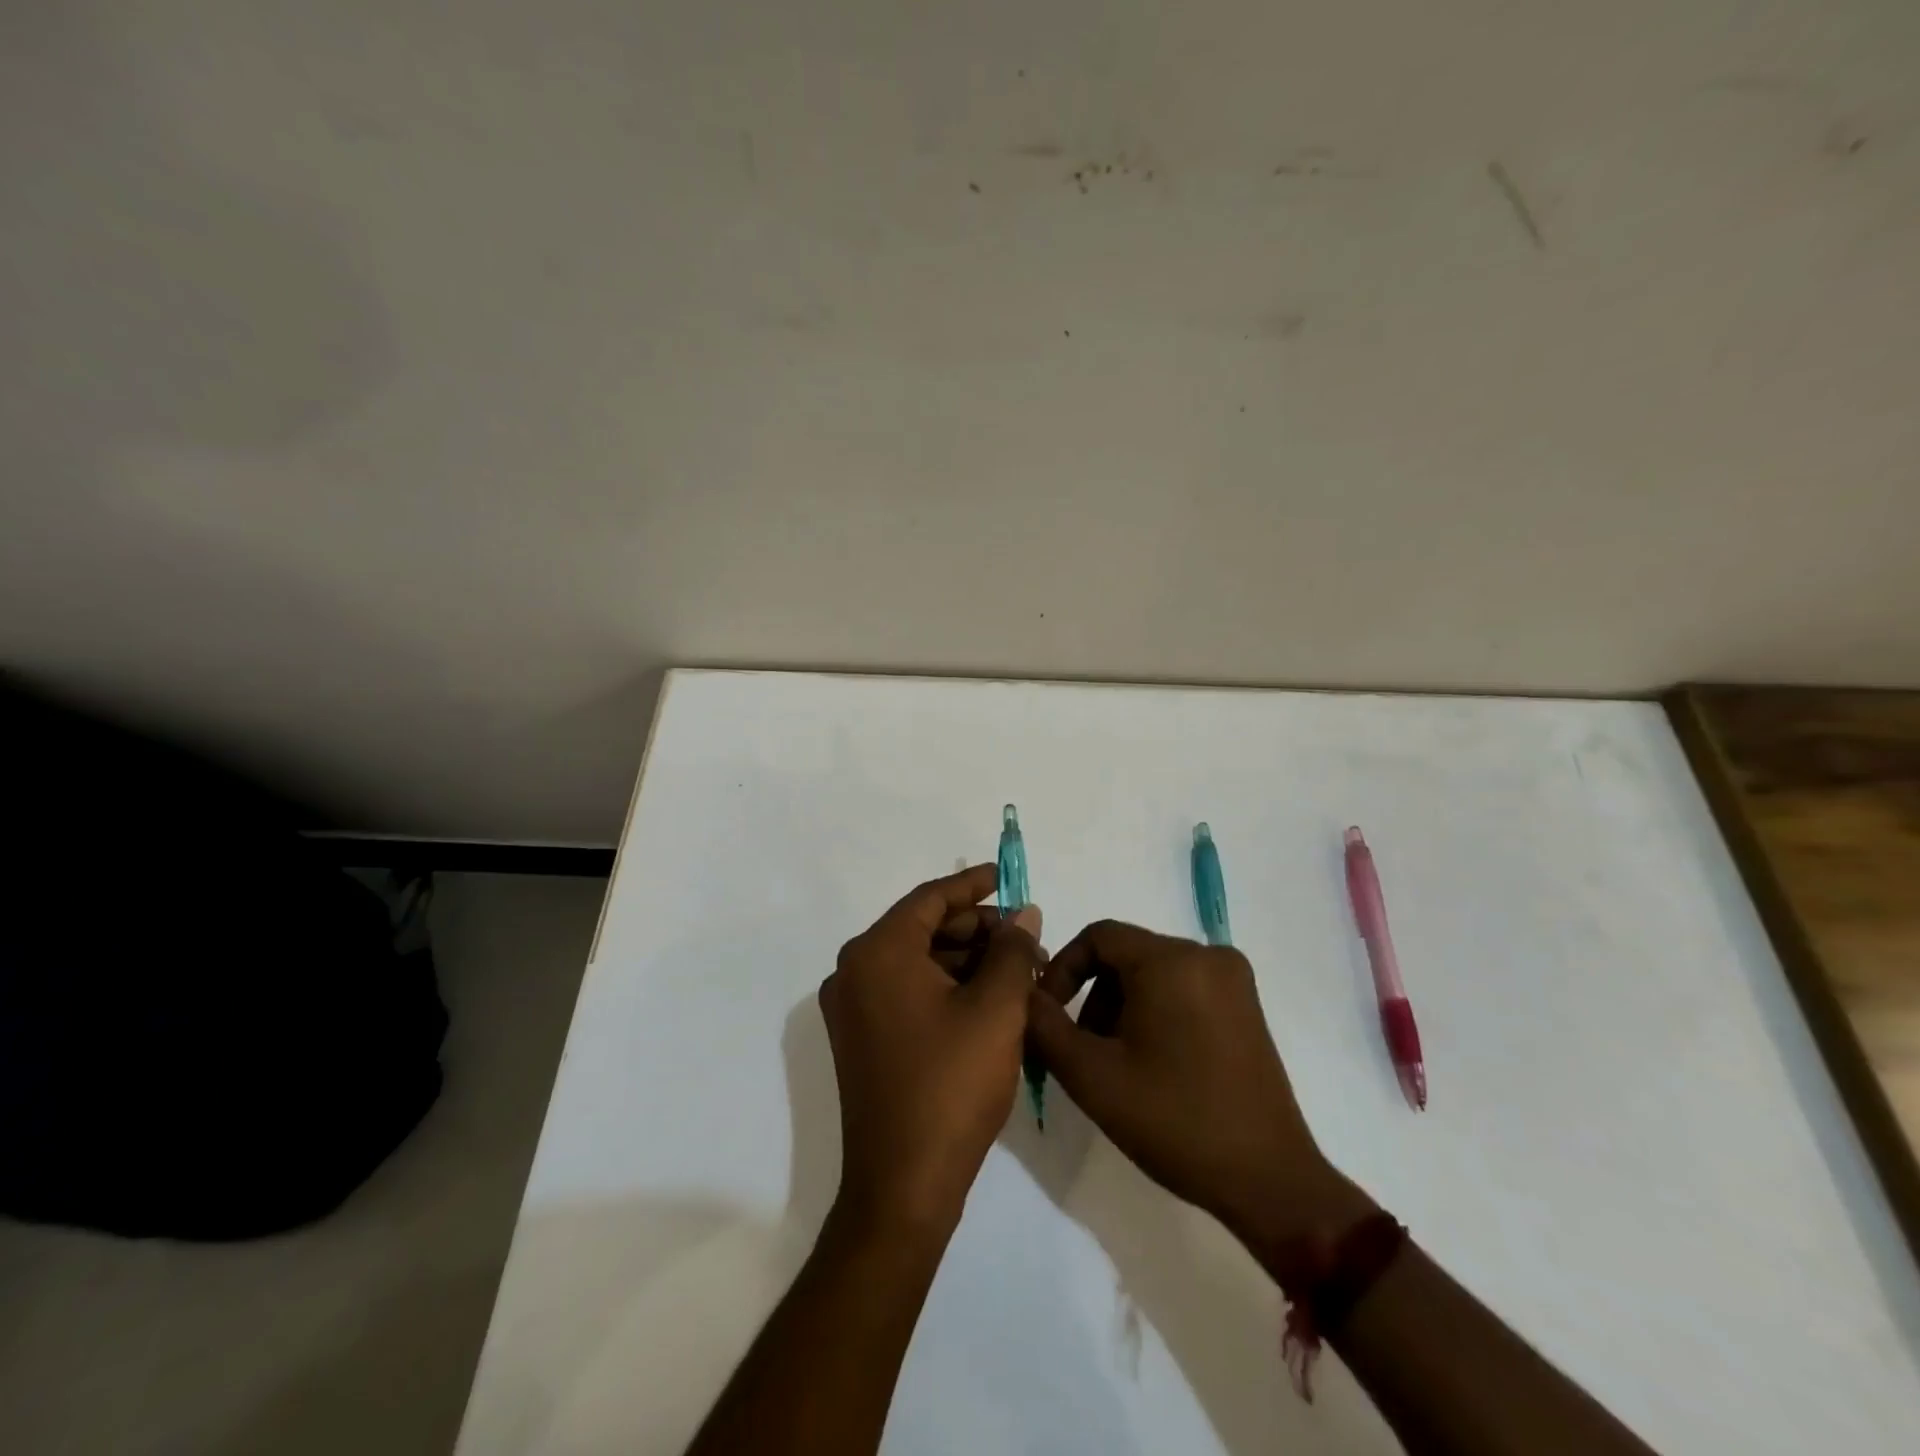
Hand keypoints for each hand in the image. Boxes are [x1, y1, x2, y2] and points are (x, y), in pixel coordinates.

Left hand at [818, 864, 1043, 1235]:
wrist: (903, 1184)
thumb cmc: (951, 1085)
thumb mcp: (996, 1009)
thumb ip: (1012, 951)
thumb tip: (1023, 915)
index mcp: (878, 952)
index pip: (930, 899)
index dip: (973, 885)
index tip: (1005, 876)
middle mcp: (854, 971)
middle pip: (923, 929)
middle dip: (977, 930)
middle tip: (1026, 939)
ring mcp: (853, 1008)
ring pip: (918, 962)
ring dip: (966, 960)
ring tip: (1018, 971)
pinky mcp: (861, 1038)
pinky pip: (907, 991)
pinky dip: (946, 987)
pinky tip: (989, 999)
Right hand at [1027, 921, 1371, 1264]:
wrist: (1267, 1180)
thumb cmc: (1174, 1121)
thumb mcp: (1091, 1076)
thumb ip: (1044, 1026)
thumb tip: (1023, 993)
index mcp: (1171, 960)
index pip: (1099, 936)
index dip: (1063, 968)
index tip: (1049, 1013)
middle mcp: (1206, 954)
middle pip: (1126, 954)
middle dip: (1093, 994)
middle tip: (1082, 1047)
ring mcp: (1233, 978)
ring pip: (1154, 971)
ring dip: (1122, 1005)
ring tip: (1115, 1061)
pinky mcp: (1246, 1004)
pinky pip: (1183, 986)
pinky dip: (1155, 1009)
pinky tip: (1152, 1060)